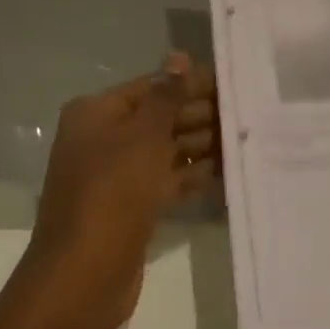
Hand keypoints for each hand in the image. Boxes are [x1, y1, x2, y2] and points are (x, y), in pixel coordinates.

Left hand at [19, 53, 218, 328]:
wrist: (84, 274)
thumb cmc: (113, 193)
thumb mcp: (142, 137)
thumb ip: (166, 96)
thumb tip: (178, 54)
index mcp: (96, 113)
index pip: (151, 87)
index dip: (189, 84)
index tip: (231, 83)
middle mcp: (103, 138)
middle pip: (158, 118)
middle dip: (198, 116)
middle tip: (246, 113)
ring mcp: (115, 174)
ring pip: (164, 151)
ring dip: (200, 146)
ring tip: (243, 139)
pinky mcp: (130, 206)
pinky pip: (164, 181)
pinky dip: (190, 176)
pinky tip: (224, 171)